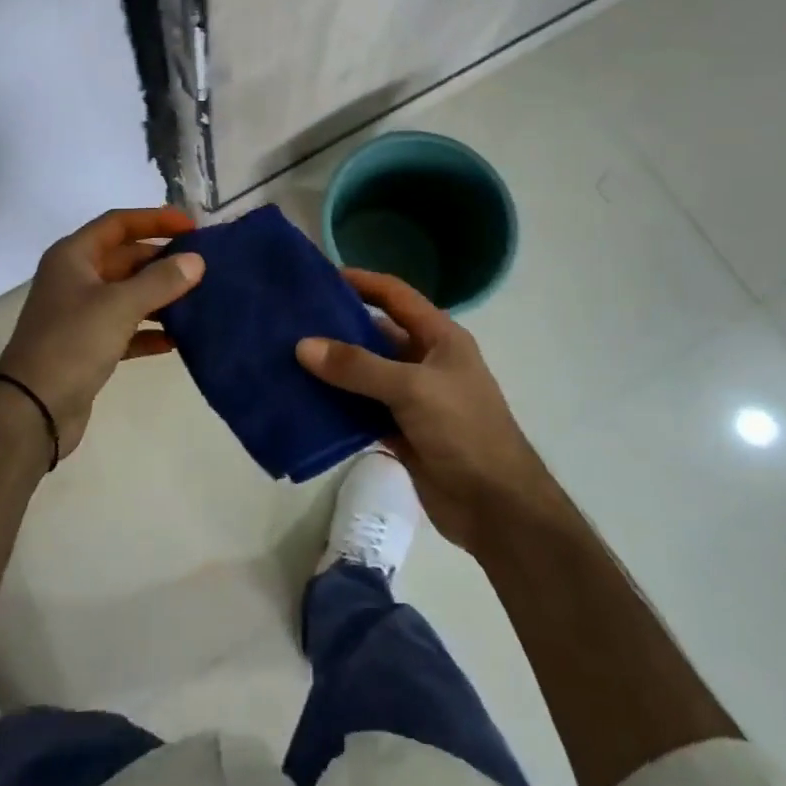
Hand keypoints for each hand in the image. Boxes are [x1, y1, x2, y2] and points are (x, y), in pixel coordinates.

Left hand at [0, 206, 203, 456]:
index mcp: (73, 256)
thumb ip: (160, 280)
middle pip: (124, 258)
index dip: (154, 219)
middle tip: (202, 264)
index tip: (191, 225)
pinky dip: (149, 330)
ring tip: (199, 297)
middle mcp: (74, 278)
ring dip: (159, 295)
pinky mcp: (87, 346)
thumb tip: (196, 261)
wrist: (32, 410)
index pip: (118, 223)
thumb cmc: (72, 343)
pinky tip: (177, 339)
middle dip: (161, 259)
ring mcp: (79, 313)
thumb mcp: (119, 305)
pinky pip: (125, 328)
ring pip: (127, 294)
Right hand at [296, 268, 553, 550]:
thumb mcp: (412, 389)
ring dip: (333, 370)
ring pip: (365, 375)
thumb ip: (358, 367)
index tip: (320, 277)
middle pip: (375, 334)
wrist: (497, 508)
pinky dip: (337, 407)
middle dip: (337, 328)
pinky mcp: (401, 431)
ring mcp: (413, 398)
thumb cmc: (464, 431)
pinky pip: (362, 410)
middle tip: (292, 322)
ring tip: (288, 359)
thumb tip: (303, 345)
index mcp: (440, 337)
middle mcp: (425, 361)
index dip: (362, 282)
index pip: (396, 296)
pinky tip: (304, 403)